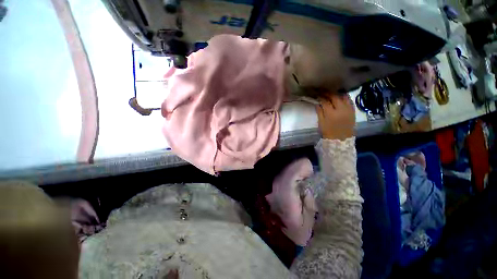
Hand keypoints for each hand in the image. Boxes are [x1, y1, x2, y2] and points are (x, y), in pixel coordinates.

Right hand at [316, 94, 354, 139]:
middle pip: (334, 97)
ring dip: (337, 94)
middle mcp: (341, 109)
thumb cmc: (328, 132)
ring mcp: (348, 109)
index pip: (325, 101)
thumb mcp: (321, 123)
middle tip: (323, 92)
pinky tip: (340, 97)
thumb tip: (317, 103)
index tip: (317, 95)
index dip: (320, 97)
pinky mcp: (353, 111)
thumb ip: (319, 112)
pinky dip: (344, 97)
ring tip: (332, 93)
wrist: (340, 139)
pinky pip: (349, 101)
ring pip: (343, 97)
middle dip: (328, 93)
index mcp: (331, 114)